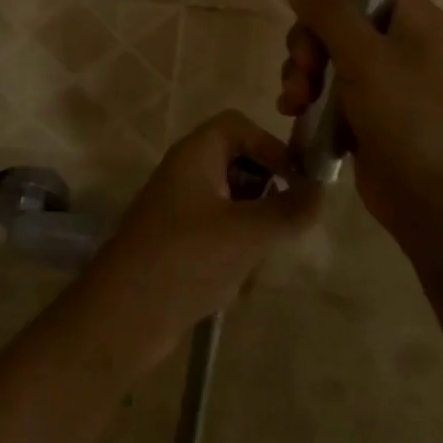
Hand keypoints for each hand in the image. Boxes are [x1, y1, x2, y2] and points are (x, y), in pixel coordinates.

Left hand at [88, 112, 321, 363]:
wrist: (122, 317)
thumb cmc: (185, 259)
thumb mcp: (247, 233)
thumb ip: (289, 210)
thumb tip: (320, 191)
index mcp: (195, 155)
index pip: (238, 125)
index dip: (270, 145)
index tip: (296, 180)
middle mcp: (185, 174)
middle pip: (238, 165)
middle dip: (265, 198)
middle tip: (282, 227)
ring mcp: (178, 210)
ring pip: (232, 205)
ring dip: (252, 233)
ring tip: (254, 265)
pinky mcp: (176, 244)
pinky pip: (217, 236)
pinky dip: (232, 256)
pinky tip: (235, 288)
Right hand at [276, 0, 442, 238]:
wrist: (436, 200)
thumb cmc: (408, 117)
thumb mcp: (365, 57)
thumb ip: (328, 12)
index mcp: (411, 17)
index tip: (310, 20)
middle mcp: (397, 42)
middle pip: (334, 19)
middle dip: (307, 43)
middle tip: (305, 69)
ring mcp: (381, 79)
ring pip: (324, 55)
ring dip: (301, 73)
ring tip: (296, 101)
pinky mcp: (364, 112)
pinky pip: (325, 89)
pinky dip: (306, 97)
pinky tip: (292, 113)